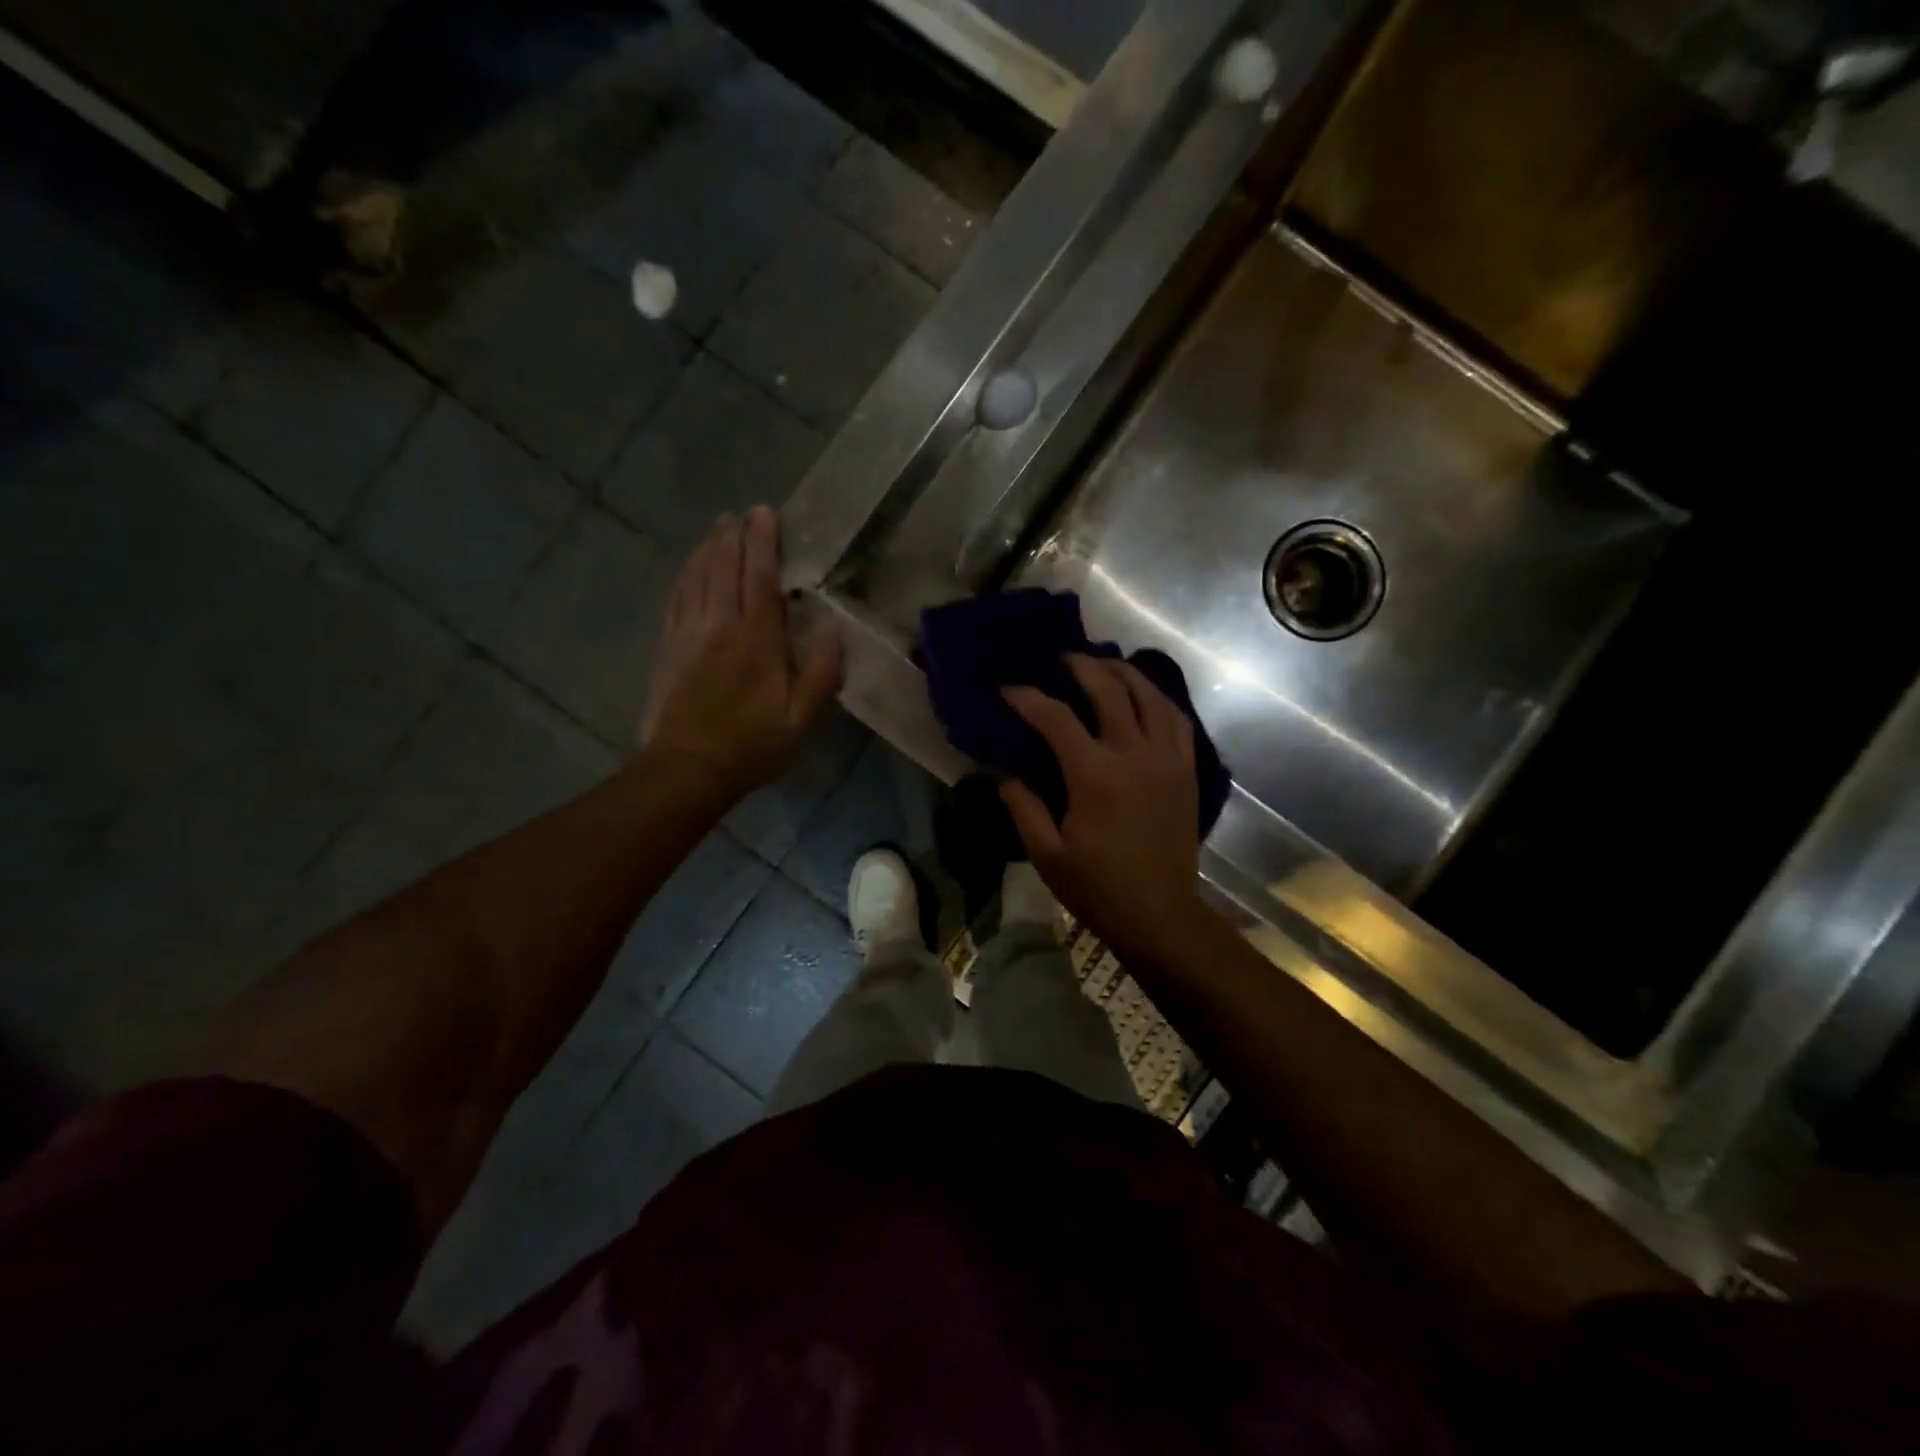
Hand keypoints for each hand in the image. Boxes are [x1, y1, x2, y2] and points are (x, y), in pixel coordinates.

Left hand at [640, 508, 842, 802]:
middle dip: (735, 536)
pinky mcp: (667, 647)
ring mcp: (688, 633)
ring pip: (697, 577)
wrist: (687, 768)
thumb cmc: (751, 745)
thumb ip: (820, 673)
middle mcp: (720, 625)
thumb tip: (834, 630)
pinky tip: (690, 566)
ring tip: (718, 527)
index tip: (765, 513)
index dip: (764, 543)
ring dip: (708, 548)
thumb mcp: (801, 718)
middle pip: (725, 568)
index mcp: (756, 640)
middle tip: (743, 512)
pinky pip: (676, 598)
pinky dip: (685, 574)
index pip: (761, 578)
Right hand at [1001, 655, 1206, 960]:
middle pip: (1109, 690)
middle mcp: (1134, 754)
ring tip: (1104, 665)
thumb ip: (1023, 807)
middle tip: (1060, 659)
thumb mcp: (1047, 854)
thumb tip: (1003, 774)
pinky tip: (1145, 697)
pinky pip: (1177, 720)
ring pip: (1150, 696)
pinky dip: (1158, 700)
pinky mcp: (1186, 770)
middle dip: (1081, 667)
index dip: (1028, 698)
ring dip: (1124, 673)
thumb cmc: (1098, 888)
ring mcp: (1167, 759)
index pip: (1056, 718)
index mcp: (1094, 774)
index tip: (1009, 689)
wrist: (1160, 914)